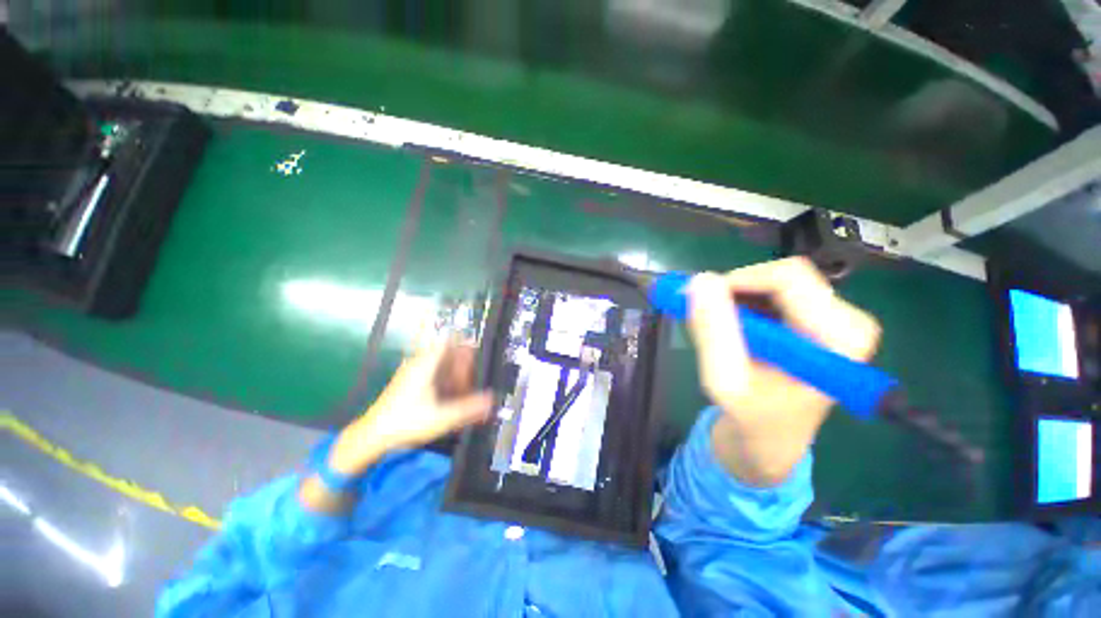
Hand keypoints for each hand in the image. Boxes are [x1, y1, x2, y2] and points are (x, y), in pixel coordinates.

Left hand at [328, 341, 492, 475]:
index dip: (466, 343)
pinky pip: (433, 372)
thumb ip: (469, 408)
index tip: (479, 353)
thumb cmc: (406, 423)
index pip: (449, 341)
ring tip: (464, 391)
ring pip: (441, 363)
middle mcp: (419, 363)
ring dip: (455, 374)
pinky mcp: (410, 381)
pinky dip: (445, 380)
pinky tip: (450, 397)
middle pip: (448, 353)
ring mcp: (413, 371)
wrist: (373, 435)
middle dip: (463, 365)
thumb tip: (492, 400)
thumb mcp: (442, 417)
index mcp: (426, 364)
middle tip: (473, 382)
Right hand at [686, 258, 880, 486]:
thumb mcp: (724, 380)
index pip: (787, 278)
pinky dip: (743, 305)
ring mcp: (835, 320)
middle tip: (704, 315)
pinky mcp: (819, 321)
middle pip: (782, 277)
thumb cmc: (752, 417)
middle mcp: (847, 321)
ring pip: (774, 283)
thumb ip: (713, 331)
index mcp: (838, 337)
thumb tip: (699, 281)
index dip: (736, 281)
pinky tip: (731, 330)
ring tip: (717, 330)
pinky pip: (774, 294)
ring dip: (735, 300)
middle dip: (734, 292)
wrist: (771, 439)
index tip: (701, 298)